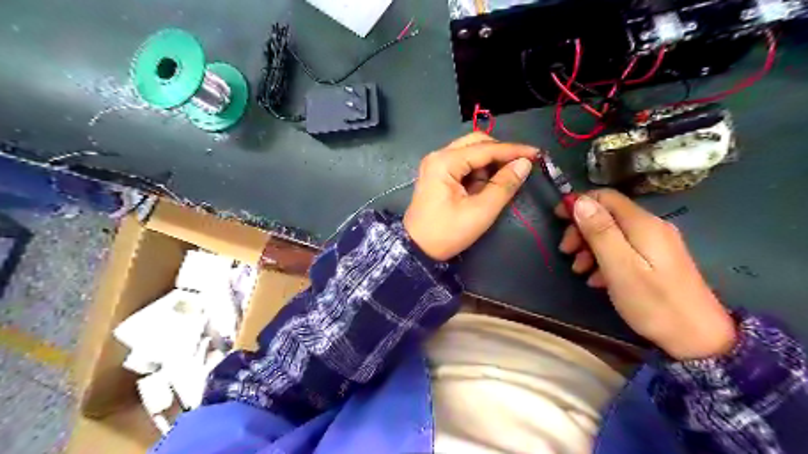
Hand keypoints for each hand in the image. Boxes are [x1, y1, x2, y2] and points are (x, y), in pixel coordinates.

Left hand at [405, 134, 535, 259]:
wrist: (417, 249)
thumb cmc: (447, 233)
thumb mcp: (480, 212)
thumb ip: (504, 185)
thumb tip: (524, 164)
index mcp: (445, 162)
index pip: (485, 148)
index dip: (513, 150)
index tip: (536, 153)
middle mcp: (438, 156)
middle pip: (476, 143)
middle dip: (499, 153)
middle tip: (520, 166)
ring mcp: (435, 164)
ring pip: (470, 152)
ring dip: (488, 164)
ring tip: (499, 184)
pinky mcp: (437, 174)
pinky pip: (463, 164)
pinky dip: (477, 172)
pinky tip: (484, 187)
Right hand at [556, 190, 736, 360]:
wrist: (700, 340)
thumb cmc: (654, 303)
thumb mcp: (620, 267)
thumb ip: (600, 232)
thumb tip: (580, 201)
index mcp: (642, 224)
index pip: (605, 197)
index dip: (578, 202)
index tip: (557, 219)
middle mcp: (651, 227)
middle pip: (607, 215)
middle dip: (581, 229)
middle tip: (566, 252)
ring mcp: (656, 244)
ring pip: (613, 233)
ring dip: (590, 247)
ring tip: (579, 271)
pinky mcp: (657, 260)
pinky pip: (623, 249)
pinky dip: (604, 259)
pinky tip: (597, 280)